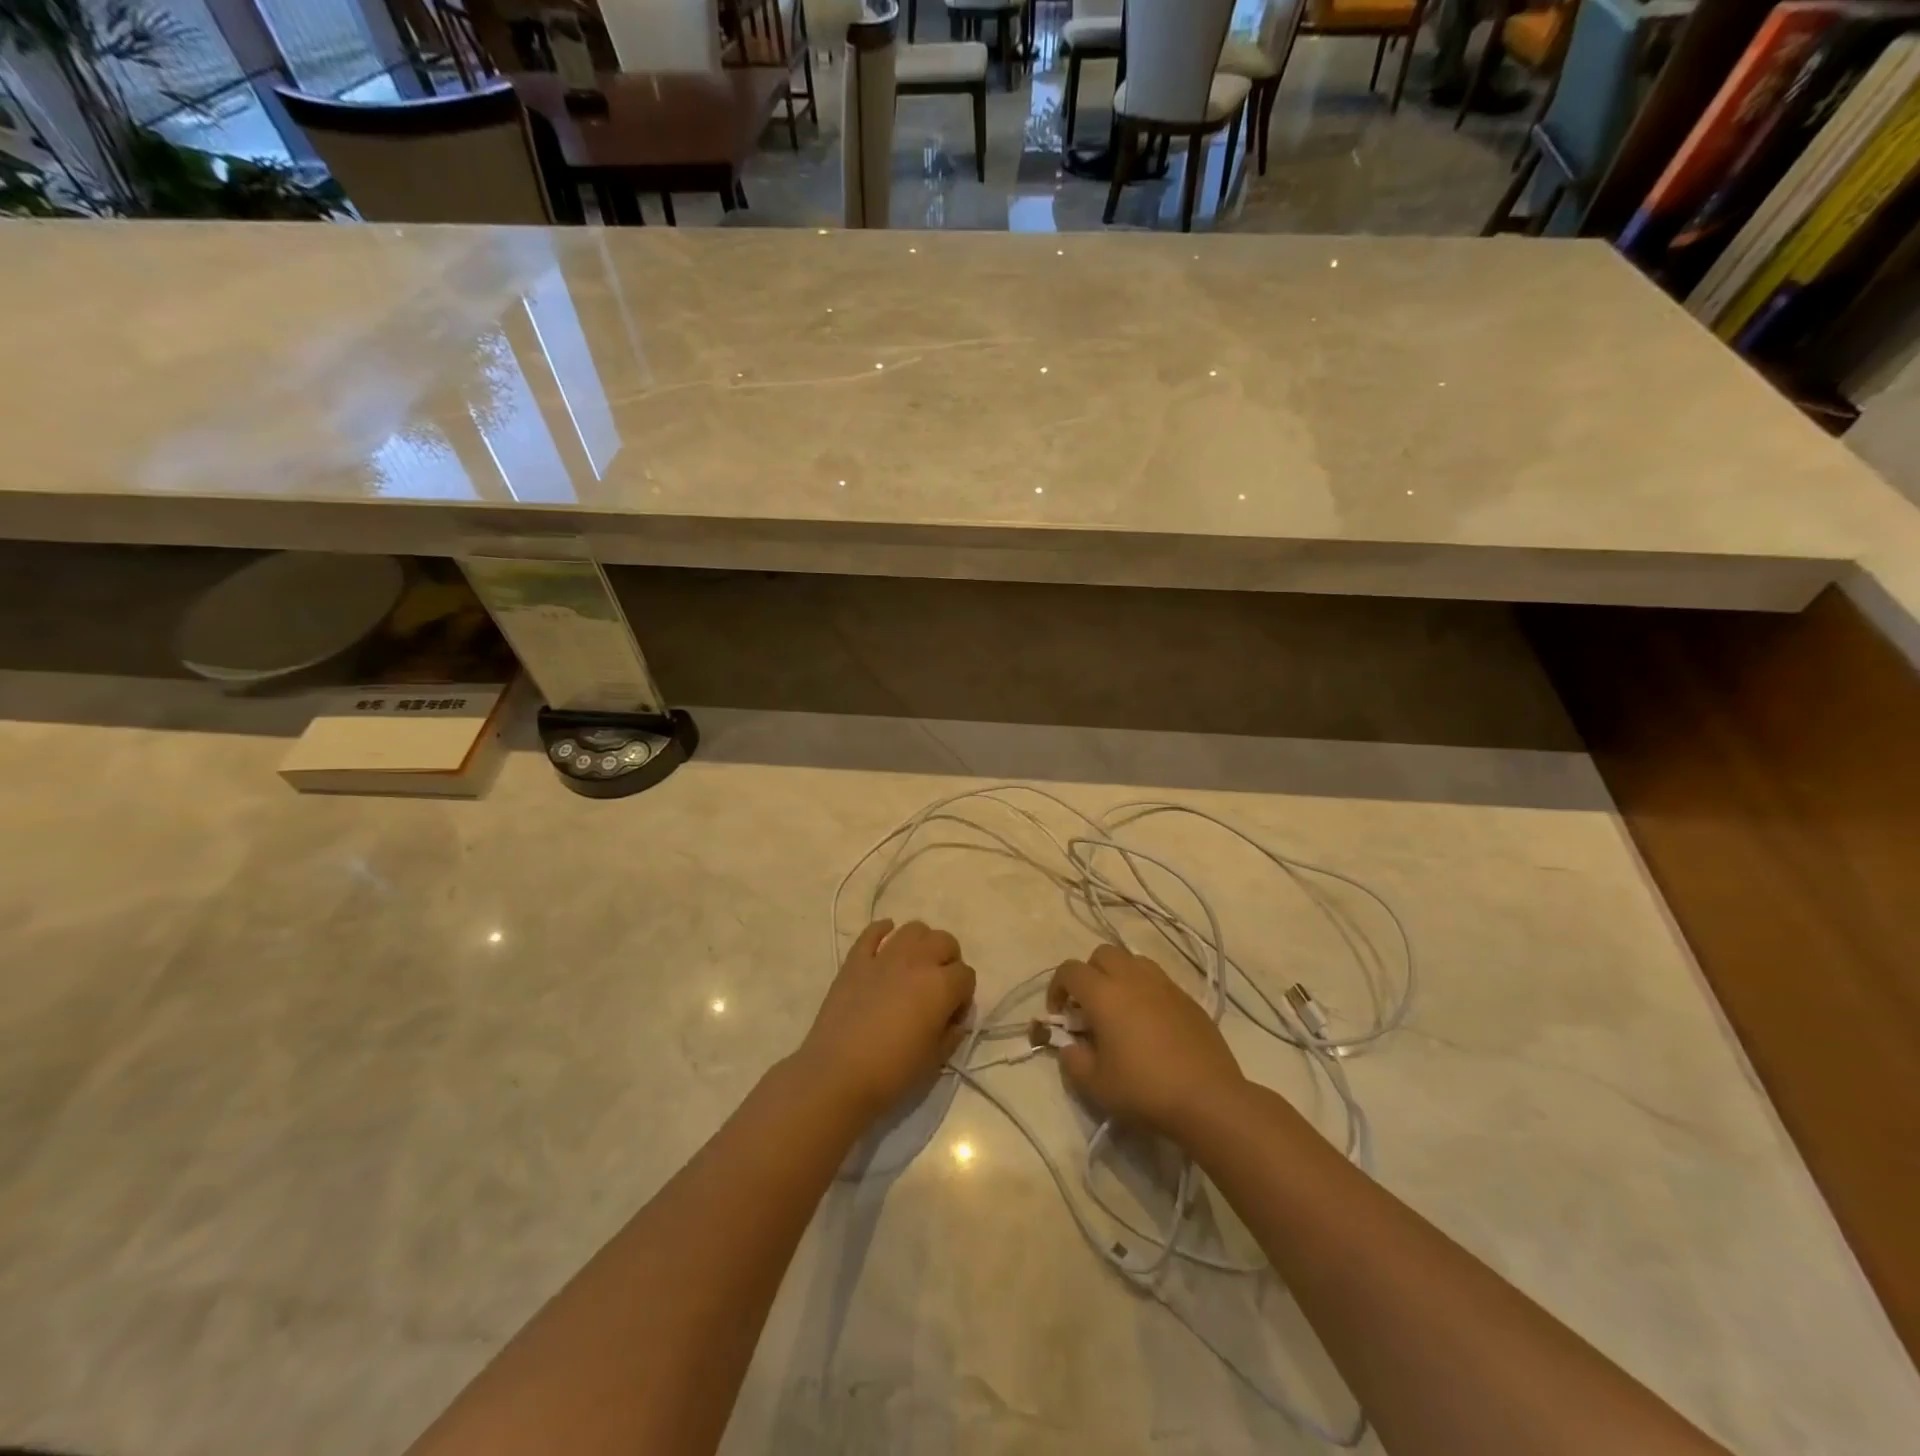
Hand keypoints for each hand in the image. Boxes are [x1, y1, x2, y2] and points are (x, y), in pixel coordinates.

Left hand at [799, 920, 975, 1122]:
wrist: (837, 1075)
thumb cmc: (893, 1072)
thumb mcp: (936, 1060)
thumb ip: (952, 1033)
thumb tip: (954, 1019)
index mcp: (941, 986)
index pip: (967, 975)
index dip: (964, 995)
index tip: (952, 1015)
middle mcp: (917, 961)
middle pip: (945, 941)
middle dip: (949, 960)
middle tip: (939, 986)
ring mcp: (884, 957)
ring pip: (913, 929)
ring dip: (921, 942)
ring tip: (915, 964)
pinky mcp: (855, 960)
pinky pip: (872, 932)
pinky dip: (882, 931)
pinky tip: (885, 940)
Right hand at [1049, 944, 1244, 1142]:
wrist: (1208, 1098)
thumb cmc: (1144, 1089)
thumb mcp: (1095, 1084)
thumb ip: (1073, 1060)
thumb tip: (1070, 1046)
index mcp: (1104, 994)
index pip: (1070, 970)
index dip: (1057, 987)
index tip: (1060, 1015)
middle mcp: (1132, 978)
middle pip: (1102, 954)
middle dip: (1089, 974)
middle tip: (1089, 1008)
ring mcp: (1164, 985)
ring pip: (1132, 961)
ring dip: (1118, 976)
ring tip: (1120, 1009)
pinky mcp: (1188, 998)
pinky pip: (1158, 980)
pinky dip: (1145, 990)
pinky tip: (1150, 1023)